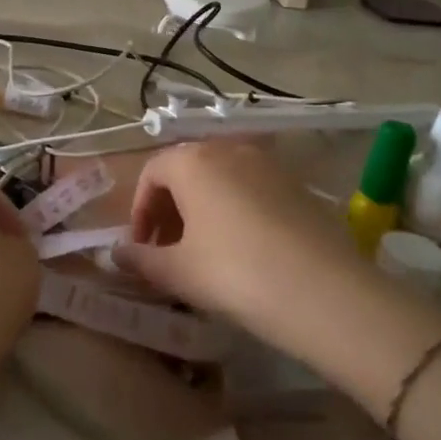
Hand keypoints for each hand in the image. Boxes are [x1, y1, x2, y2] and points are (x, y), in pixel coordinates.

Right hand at [115, 140, 369, 346]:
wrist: (323, 290)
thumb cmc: (234, 273)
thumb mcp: (179, 272)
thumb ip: (142, 260)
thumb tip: (117, 254)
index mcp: (193, 161)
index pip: (152, 173)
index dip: (140, 211)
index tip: (142, 247)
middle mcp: (229, 149)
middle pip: (187, 170)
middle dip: (170, 209)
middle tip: (167, 251)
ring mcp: (268, 163)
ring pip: (221, 179)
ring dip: (203, 209)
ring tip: (203, 252)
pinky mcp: (297, 184)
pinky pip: (252, 189)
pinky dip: (236, 210)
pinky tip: (243, 250)